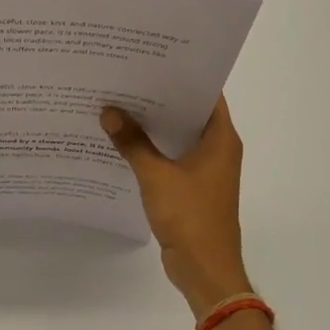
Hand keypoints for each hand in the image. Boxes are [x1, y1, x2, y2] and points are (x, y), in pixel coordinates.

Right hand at [102, 98, 252, 318]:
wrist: (205, 269)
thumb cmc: (190, 216)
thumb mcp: (156, 176)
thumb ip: (132, 143)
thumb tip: (108, 112)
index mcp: (221, 139)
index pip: (206, 94)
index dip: (180, 76)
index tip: (151, 61)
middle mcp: (218, 149)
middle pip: (189, 113)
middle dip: (160, 99)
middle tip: (126, 79)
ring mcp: (206, 170)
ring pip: (178, 137)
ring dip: (154, 126)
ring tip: (119, 105)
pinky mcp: (192, 188)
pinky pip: (171, 158)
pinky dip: (152, 149)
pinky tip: (124, 142)